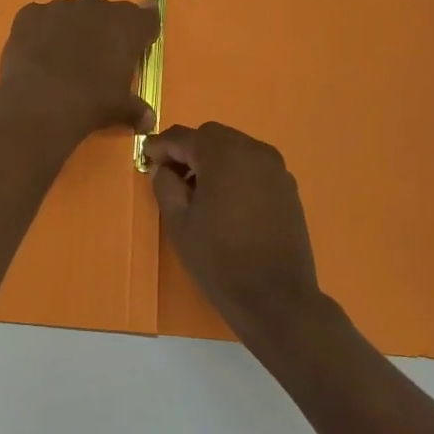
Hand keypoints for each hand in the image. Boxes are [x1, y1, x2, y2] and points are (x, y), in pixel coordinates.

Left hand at [0, 0, 159, 142]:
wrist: (40, 103)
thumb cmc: (91, 102)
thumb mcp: (120, 108)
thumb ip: (136, 109)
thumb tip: (148, 121)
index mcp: (127, 25)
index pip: (146, 18)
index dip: (141, 33)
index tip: (136, 47)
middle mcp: (96, 7)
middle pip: (106, 13)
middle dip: (103, 31)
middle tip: (95, 59)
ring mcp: (60, 7)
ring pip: (71, 13)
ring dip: (70, 30)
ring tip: (61, 60)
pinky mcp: (31, 13)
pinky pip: (40, 18)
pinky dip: (40, 32)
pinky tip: (36, 55)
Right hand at [145, 122, 324, 336]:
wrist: (276, 297)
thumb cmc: (220, 259)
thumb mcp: (179, 222)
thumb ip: (165, 185)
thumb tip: (163, 169)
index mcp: (223, 154)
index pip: (183, 137)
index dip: (160, 146)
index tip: (146, 159)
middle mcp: (253, 150)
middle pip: (211, 136)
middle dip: (188, 150)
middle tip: (171, 175)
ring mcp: (275, 168)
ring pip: (235, 148)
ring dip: (212, 159)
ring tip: (197, 190)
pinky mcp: (287, 186)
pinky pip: (253, 166)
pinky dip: (234, 172)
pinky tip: (225, 201)